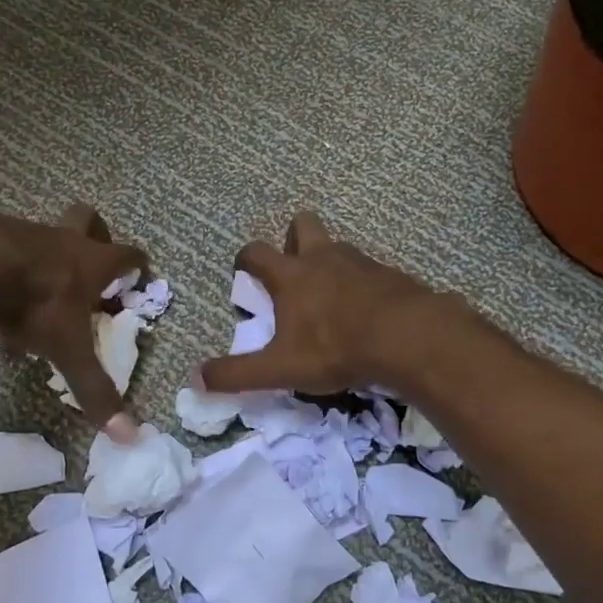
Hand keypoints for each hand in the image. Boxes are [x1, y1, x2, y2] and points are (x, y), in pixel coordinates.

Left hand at [0, 205, 145, 431]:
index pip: (127, 253)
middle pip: (87, 218)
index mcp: (92, 261)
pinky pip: (4, 255)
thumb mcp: (68, 351)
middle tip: (92, 262)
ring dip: (46, 260)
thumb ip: (96, 390)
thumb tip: (130, 437)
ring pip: (43, 237)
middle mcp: (63, 240)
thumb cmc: (35, 303)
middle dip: (96, 234)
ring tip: (36, 298)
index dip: (137, 263)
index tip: (141, 273)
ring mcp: (25, 234)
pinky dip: (5, 274)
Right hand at [198, 211, 450, 396]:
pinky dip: (361, 282)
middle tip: (292, 271)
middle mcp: (322, 257)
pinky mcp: (389, 273)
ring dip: (328, 261)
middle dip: (292, 238)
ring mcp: (359, 261)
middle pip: (302, 224)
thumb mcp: (280, 369)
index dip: (245, 259)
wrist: (407, 337)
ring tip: (330, 296)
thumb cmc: (336, 349)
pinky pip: (368, 268)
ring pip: (337, 245)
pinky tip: (366, 310)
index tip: (244, 272)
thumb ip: (237, 374)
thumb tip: (195, 378)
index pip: (256, 252)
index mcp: (290, 275)